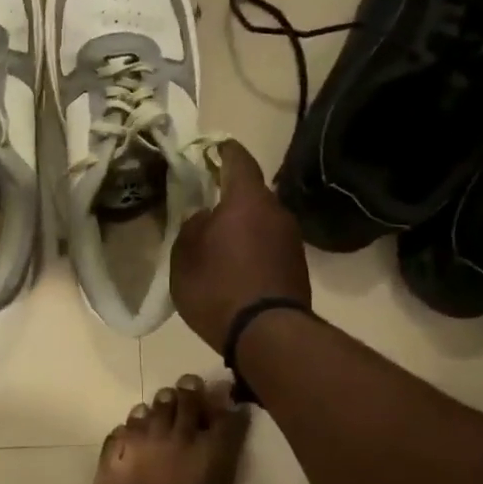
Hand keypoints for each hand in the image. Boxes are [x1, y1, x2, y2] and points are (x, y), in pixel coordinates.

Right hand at [172, 140, 310, 350]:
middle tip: (206, 203)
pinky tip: (237, 264)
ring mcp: (292, 239)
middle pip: (251, 192)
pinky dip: (254, 246)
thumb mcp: (184, 257)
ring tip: (220, 239)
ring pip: (262, 219)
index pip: (238, 159)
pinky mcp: (297, 265)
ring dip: (243, 223)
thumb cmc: (218, 287)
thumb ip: (191, 228)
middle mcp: (276, 211)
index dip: (222, 151)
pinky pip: (270, 243)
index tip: (211, 149)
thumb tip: (204, 217)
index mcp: (246, 200)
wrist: (267, 334)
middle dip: (230, 194)